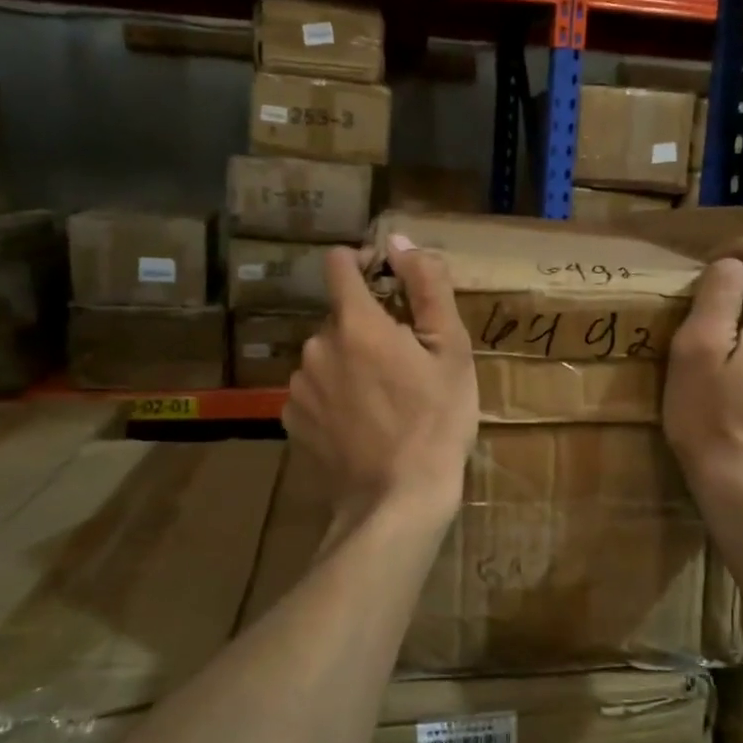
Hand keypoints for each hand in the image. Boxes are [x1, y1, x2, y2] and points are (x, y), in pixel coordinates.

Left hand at [283, 235, 479, 520]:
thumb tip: (401, 242)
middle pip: (340, 317)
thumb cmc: (436, 422)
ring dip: (349, 364)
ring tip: (383, 401)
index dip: (362, 263)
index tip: (386, 281)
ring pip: (327, 356)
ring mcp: (298, 387)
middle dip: (367, 329)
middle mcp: (316, 346)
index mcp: (356, 323)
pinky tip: (359, 425)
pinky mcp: (291, 420)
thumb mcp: (451, 351)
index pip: (339, 265)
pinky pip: (314, 391)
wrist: (397, 500)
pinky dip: (333, 397)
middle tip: (403, 365)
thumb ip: (427, 287)